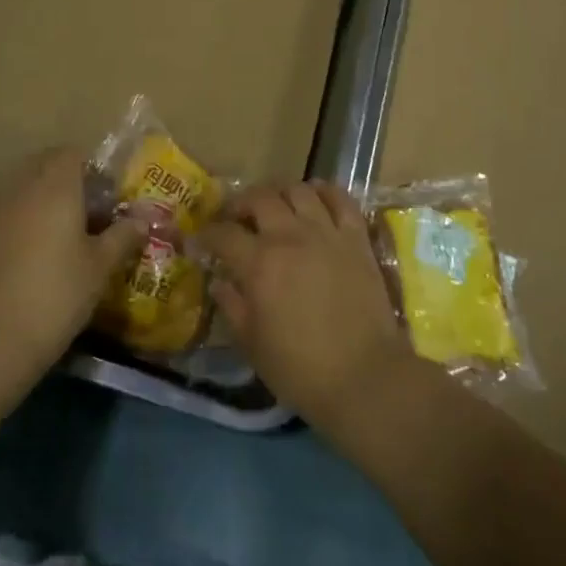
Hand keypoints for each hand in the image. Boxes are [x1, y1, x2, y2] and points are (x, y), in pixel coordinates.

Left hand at [0, 150, 145, 372]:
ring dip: (44, 199)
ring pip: (25, 187)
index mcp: (57, 186)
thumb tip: (143, 220)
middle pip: (46, 165)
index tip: (107, 196)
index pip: (73, 154)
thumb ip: (123, 236)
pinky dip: (25, 219)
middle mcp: (24, 188)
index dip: (92, 169)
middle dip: (68, 180)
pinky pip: (9, 211)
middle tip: (89, 212)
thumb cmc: (59, 292)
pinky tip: (37, 253)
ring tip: (65, 234)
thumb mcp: (101, 266)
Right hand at [200, 182, 412, 430]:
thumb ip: (232, 306)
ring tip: (276, 207)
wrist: (365, 376)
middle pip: (259, 198)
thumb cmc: (301, 368)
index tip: (200, 239)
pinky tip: (316, 199)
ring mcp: (326, 232)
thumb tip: (219, 281)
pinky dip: (325, 191)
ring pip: (298, 190)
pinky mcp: (356, 237)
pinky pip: (340, 198)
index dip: (206, 233)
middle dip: (240, 203)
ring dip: (280, 193)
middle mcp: (290, 236)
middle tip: (236, 218)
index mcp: (259, 264)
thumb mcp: (252, 344)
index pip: (223, 234)